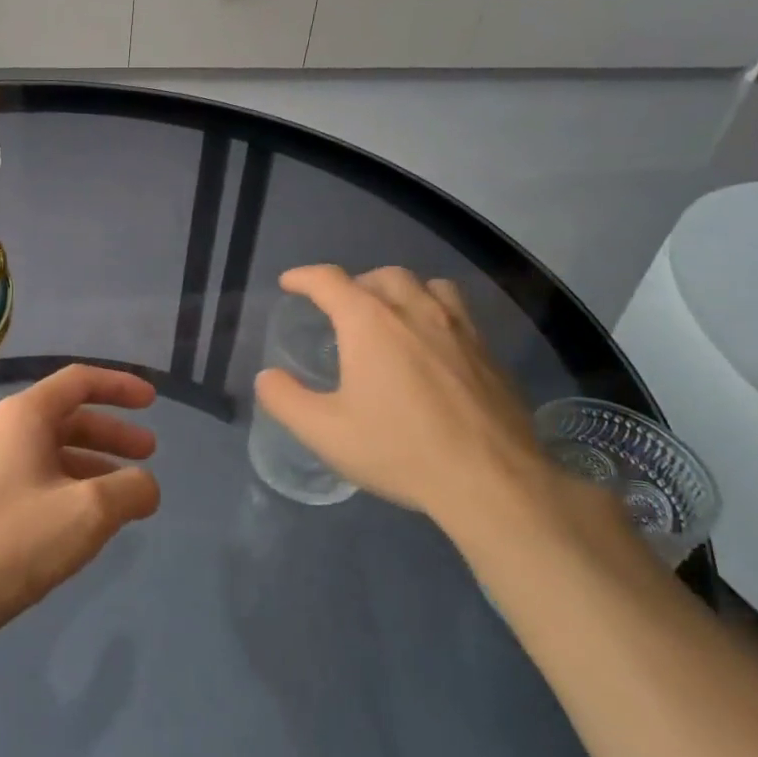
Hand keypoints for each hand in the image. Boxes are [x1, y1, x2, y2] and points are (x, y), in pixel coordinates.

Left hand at [0, 365, 159, 662]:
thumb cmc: (13, 540)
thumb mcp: (87, 512)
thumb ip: (130, 490)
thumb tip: (146, 486)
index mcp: (23, 417)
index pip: (79, 381)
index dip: (120, 386)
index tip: (152, 402)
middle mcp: (0, 432)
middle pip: (66, 418)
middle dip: (111, 433)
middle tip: (148, 453)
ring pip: (49, 453)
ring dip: (91, 464)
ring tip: (124, 494)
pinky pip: (32, 481)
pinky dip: (66, 488)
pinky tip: (82, 521)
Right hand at [253, 266, 567, 547]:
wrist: (490, 480)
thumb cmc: (399, 450)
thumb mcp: (325, 432)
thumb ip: (286, 400)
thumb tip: (267, 377)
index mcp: (369, 322)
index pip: (329, 281)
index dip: (304, 277)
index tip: (289, 283)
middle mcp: (415, 311)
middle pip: (381, 275)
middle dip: (354, 284)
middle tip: (341, 310)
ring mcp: (459, 328)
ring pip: (427, 286)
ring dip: (401, 291)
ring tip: (392, 316)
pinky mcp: (488, 352)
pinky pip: (458, 312)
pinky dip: (435, 314)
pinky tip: (433, 347)